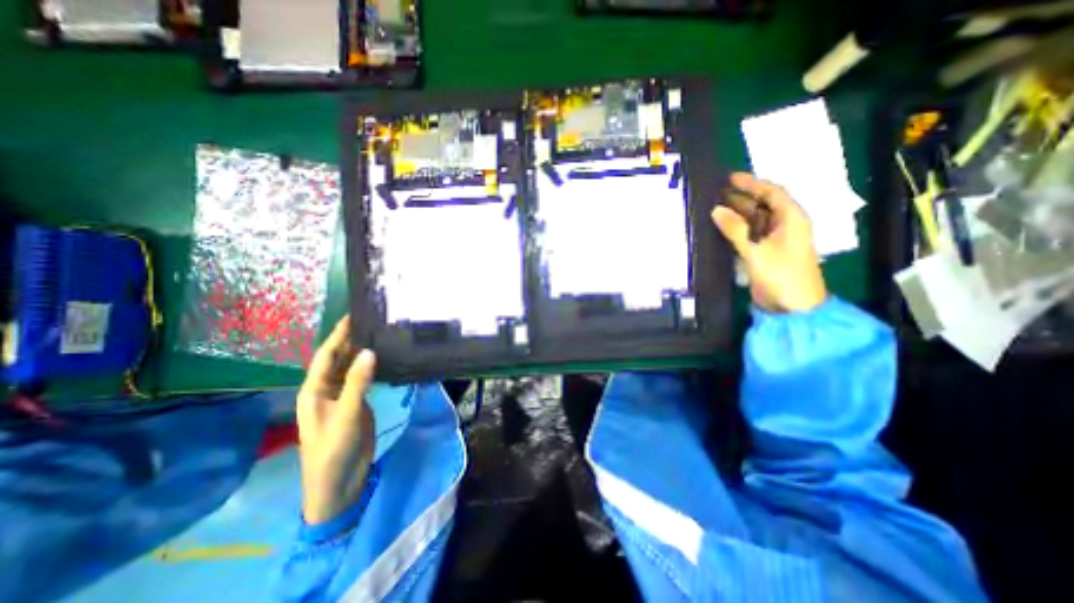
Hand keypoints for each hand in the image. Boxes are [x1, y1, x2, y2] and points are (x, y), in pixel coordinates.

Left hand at [294, 318, 373, 524]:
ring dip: (362, 352)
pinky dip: (372, 367)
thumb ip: (357, 384)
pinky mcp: (357, 403)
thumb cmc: (333, 450)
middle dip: (351, 339)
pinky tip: (384, 358)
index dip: (338, 334)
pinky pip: (363, 379)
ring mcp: (343, 396)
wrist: (339, 483)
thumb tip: (369, 351)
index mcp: (315, 390)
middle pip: (339, 358)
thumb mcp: (345, 415)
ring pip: (352, 368)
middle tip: (373, 319)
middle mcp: (327, 389)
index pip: (326, 354)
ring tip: (381, 333)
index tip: (353, 314)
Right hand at [717, 170, 824, 310]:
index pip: (772, 192)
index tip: (729, 178)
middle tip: (716, 193)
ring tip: (713, 208)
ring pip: (754, 220)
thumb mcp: (756, 251)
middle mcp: (784, 225)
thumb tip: (716, 210)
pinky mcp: (765, 253)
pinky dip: (736, 230)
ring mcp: (774, 240)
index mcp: (791, 218)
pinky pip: (749, 234)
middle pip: (762, 205)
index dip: (752, 183)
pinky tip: (720, 228)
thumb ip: (735, 230)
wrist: (793, 307)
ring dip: (736, 214)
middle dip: (741, 197)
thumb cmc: (781, 275)